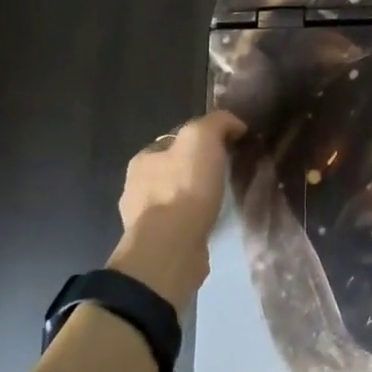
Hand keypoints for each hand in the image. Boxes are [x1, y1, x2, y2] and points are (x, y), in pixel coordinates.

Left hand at [107, 111, 245, 307]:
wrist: (170, 249)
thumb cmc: (183, 188)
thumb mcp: (202, 138)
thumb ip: (217, 122)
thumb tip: (234, 124)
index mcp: (143, 159)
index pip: (174, 141)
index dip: (201, 140)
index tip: (227, 146)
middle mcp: (137, 187)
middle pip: (174, 170)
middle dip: (196, 170)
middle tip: (226, 173)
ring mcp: (144, 220)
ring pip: (176, 200)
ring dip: (195, 199)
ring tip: (222, 200)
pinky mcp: (158, 246)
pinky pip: (180, 226)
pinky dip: (194, 222)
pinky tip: (212, 224)